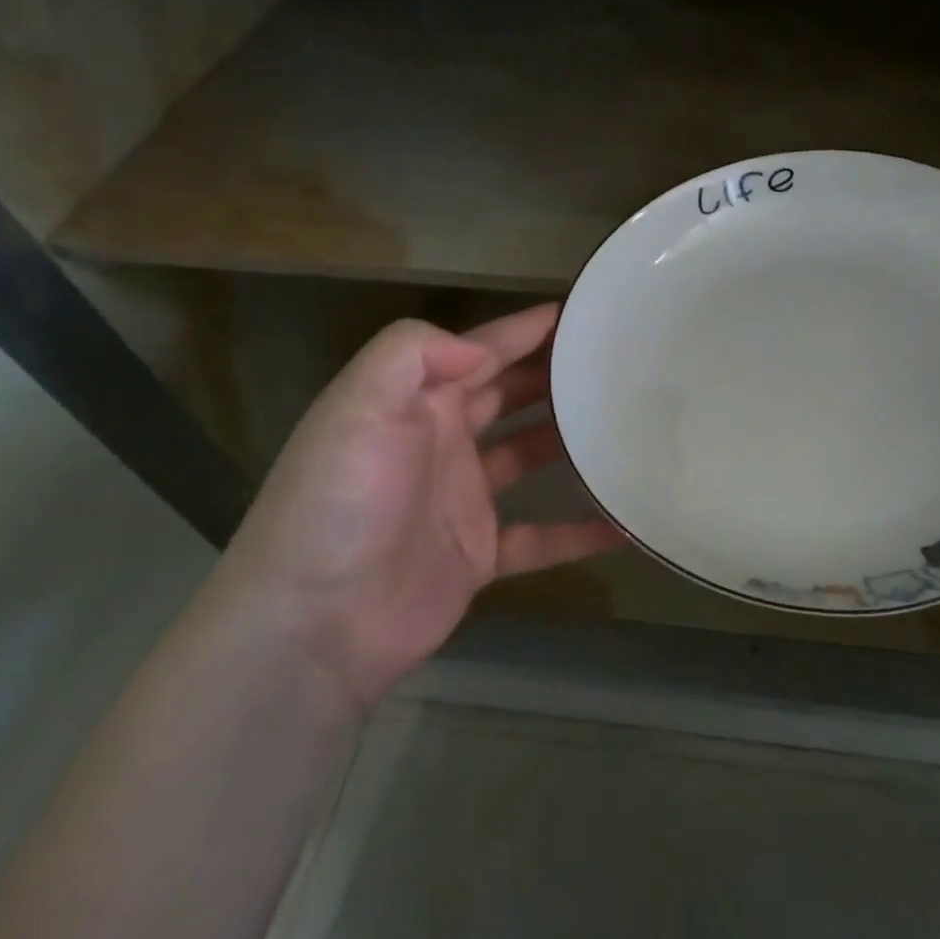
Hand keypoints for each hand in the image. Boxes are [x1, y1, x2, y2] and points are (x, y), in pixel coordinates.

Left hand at [210, 303, 619, 710]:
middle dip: (555, 376)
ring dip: (571, 443)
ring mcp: (463, 500)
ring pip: (530, 458)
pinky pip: (541, 536)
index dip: (525, 330)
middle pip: (510, 396)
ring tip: (626, 427)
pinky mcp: (479, 555)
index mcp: (414, 403)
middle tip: (614, 364)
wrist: (313, 626)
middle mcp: (441, 442)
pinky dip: (579, 531)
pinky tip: (625, 525)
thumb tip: (480, 349)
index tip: (581, 312)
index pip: (479, 352)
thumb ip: (411, 356)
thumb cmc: (338, 505)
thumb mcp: (357, 408)